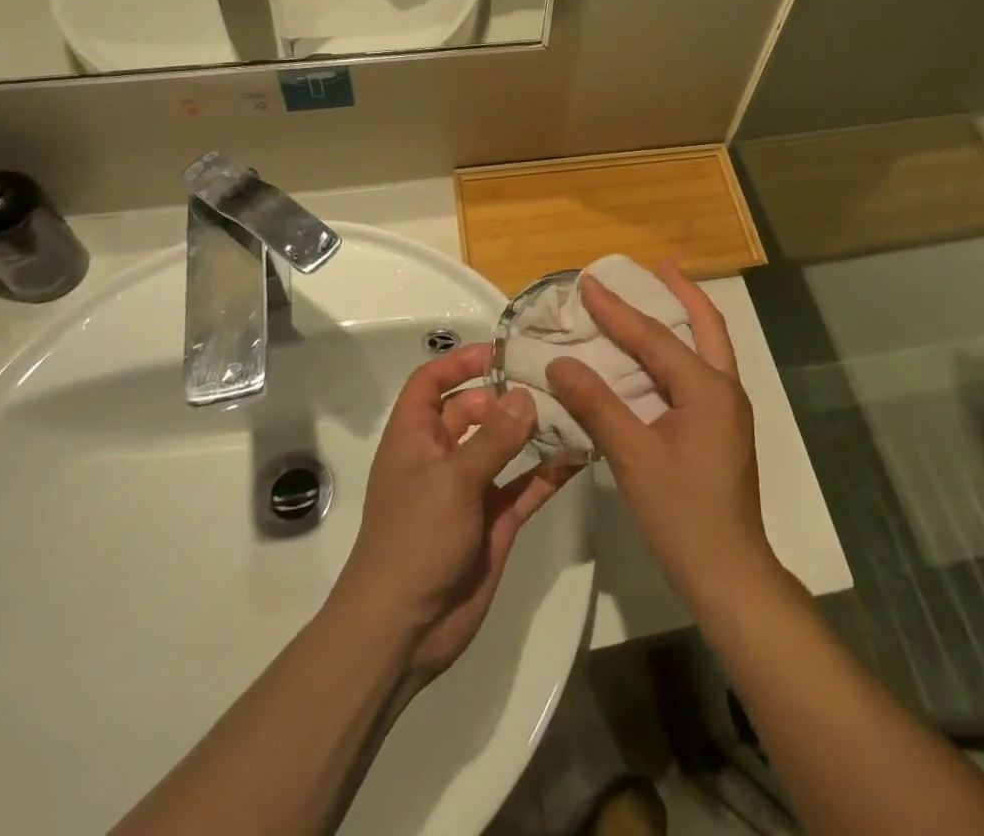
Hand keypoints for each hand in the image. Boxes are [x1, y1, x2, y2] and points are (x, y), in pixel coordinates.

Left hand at [331, 342, 577, 682]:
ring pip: (505, 446)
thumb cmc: (414, 541)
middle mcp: (442, 456)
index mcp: (414, 438)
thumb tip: (526, 395)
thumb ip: (493, 438)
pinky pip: (525, 486)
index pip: (429, 383)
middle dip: (507, 394)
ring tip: (574, 406)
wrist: (403, 633)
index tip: (500, 351)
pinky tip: (579, 454)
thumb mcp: (451, 482)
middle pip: (473, 410)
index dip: (457, 363)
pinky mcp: (494, 520)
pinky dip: (548, 471)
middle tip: (552, 378)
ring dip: (533, 430)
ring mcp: (470, 489)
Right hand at [544, 268, 775, 609]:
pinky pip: (701, 371)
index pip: (654, 337)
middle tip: (656, 264)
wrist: (729, 574)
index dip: (617, 310)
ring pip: (708, 346)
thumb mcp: (632, 456)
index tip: (587, 282)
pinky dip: (681, 350)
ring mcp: (727, 409)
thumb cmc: (681, 514)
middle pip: (706, 324)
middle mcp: (724, 388)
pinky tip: (658, 357)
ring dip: (685, 317)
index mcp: (707, 388)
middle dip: (681, 291)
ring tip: (658, 294)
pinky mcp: (721, 428)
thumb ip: (596, 405)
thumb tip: (559, 363)